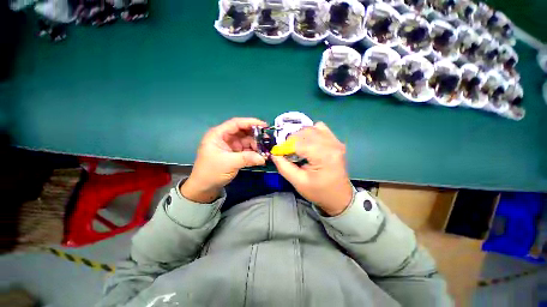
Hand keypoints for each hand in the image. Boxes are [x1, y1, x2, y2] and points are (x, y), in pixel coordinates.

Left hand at [181, 118, 266, 202]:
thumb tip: (263, 158)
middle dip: (256, 135)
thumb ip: (246, 158)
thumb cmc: (211, 172)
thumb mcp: (228, 163)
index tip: (264, 125)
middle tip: (268, 139)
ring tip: (266, 149)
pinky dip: (254, 151)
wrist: (204, 187)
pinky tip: (261, 154)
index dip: (250, 122)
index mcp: (218, 134)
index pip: (236, 123)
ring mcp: (231, 145)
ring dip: (256, 144)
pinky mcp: (235, 153)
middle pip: (243, 131)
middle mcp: (225, 137)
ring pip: (247, 140)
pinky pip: (247, 149)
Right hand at [271, 122, 352, 215]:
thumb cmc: (319, 192)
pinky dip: (310, 133)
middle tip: (286, 151)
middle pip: (305, 132)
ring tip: (296, 147)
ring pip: (311, 128)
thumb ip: (284, 167)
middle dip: (291, 140)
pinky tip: (307, 143)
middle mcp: (332, 144)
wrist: (339, 197)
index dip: (285, 146)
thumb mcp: (298, 182)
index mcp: (324, 156)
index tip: (277, 152)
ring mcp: (335, 141)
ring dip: (300, 136)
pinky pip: (320, 128)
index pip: (299, 143)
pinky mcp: (336, 141)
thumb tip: (274, 154)